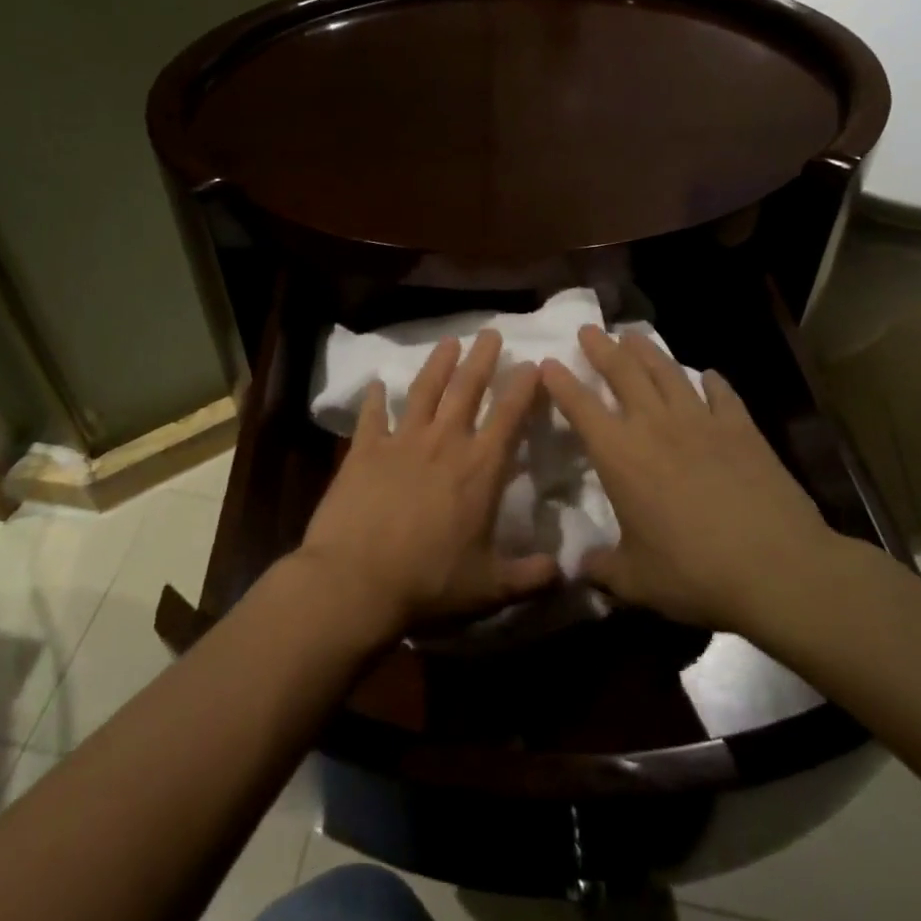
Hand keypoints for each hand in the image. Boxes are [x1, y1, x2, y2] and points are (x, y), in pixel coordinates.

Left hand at [297, 330, 558, 635]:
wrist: (356, 581)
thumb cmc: (429, 584)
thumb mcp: (490, 588)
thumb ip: (530, 576)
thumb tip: (565, 570)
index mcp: (479, 469)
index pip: (509, 416)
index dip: (523, 388)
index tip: (532, 364)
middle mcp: (443, 443)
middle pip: (467, 389)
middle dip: (481, 358)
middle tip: (490, 332)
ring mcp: (401, 441)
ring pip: (423, 390)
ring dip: (438, 364)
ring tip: (448, 342)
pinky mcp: (364, 450)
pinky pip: (371, 415)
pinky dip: (374, 398)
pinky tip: (375, 383)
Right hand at [541, 325, 834, 636]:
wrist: (777, 569)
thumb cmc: (694, 573)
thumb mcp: (636, 581)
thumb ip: (603, 569)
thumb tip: (580, 569)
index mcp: (620, 455)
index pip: (581, 407)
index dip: (561, 382)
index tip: (548, 362)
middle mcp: (655, 426)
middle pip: (623, 373)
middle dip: (602, 348)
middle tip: (589, 329)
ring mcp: (701, 422)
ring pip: (667, 372)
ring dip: (647, 351)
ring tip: (633, 335)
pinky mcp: (742, 429)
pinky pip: (722, 394)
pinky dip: (711, 381)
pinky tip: (707, 375)